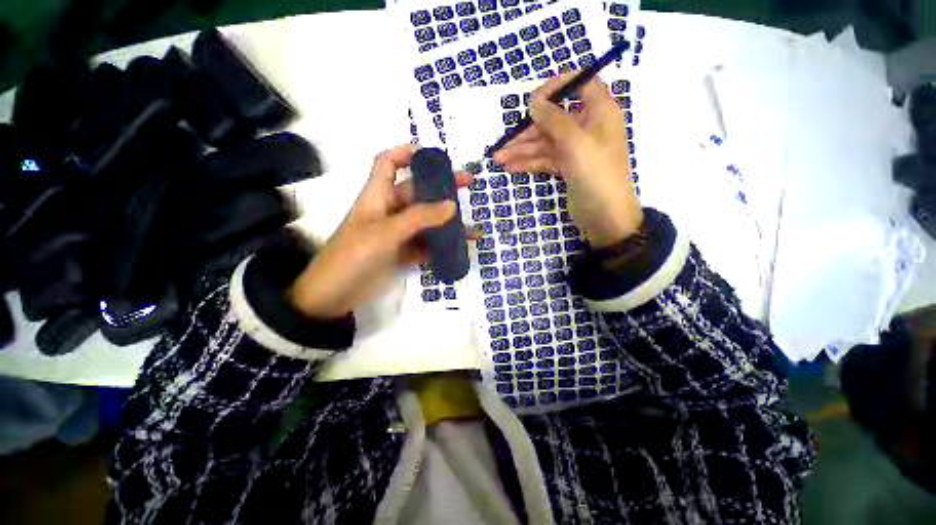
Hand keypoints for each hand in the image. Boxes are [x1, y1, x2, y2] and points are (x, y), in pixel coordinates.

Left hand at [289, 144, 472, 318]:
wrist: (333, 295)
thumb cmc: (354, 255)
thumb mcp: (386, 232)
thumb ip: (420, 217)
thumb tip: (452, 205)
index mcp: (378, 195)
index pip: (388, 162)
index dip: (408, 153)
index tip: (435, 157)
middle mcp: (389, 210)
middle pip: (418, 192)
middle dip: (442, 188)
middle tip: (469, 185)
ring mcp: (397, 233)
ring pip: (426, 221)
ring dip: (448, 223)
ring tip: (473, 228)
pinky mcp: (402, 253)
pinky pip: (427, 245)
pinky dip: (442, 247)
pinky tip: (459, 249)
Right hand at [494, 74, 642, 247]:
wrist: (605, 218)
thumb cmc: (596, 175)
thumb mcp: (576, 144)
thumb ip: (555, 120)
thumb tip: (534, 101)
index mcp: (600, 112)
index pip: (581, 84)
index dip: (558, 86)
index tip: (534, 98)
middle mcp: (588, 127)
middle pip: (554, 119)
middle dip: (528, 131)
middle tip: (504, 143)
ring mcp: (576, 149)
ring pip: (546, 142)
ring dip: (523, 150)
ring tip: (499, 159)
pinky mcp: (567, 168)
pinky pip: (545, 159)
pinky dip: (529, 163)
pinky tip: (511, 167)